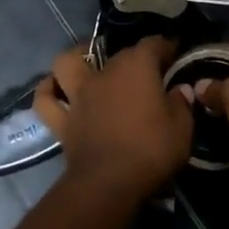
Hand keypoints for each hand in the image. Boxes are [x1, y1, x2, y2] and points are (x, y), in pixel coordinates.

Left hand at [34, 36, 192, 197]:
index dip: (166, 46)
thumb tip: (180, 89)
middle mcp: (104, 73)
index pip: (153, 44)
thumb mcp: (182, 128)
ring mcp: (79, 95)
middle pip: (118, 53)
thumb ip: (181, 103)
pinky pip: (46, 101)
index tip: (175, 53)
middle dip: (133, 56)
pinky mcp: (62, 120)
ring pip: (67, 64)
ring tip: (87, 61)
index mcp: (136, 68)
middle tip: (146, 71)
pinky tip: (54, 87)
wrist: (109, 184)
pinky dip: (48, 91)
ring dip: (75, 58)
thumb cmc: (150, 151)